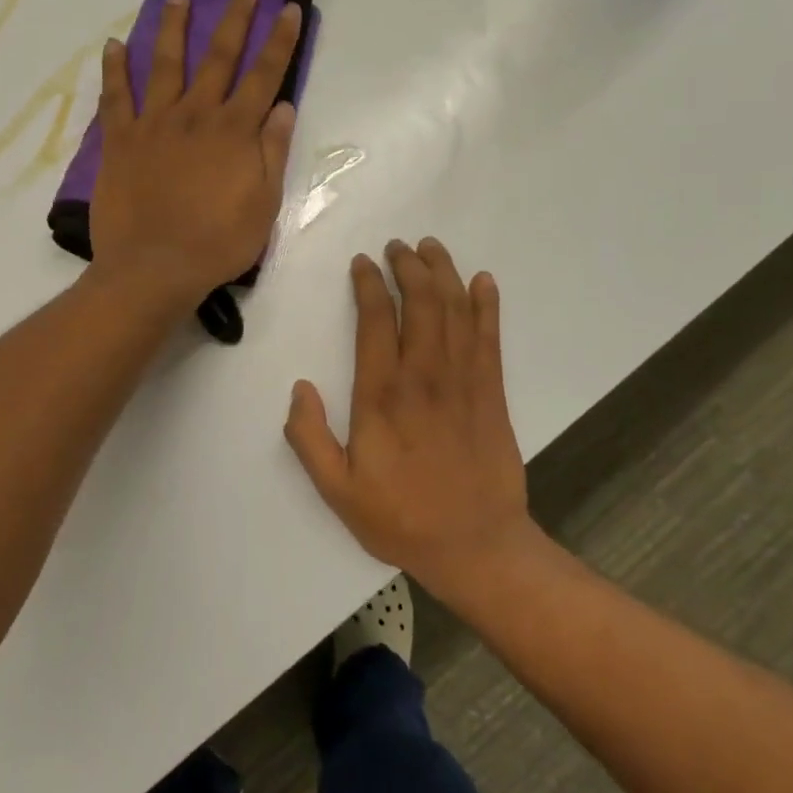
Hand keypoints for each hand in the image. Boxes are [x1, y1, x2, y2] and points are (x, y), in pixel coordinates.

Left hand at [90, 0, 301, 310]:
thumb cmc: (218, 243)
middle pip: (218, 58)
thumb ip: (272, 152)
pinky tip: (113, 45)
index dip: (280, 41)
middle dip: (234, 20)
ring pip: (164, 64)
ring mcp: (154, 124)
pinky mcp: (119, 141)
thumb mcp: (263, 204)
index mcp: (235, 132)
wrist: (155, 267)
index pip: (264, 76)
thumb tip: (284, 107)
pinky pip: (115, 97)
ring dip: (172, 28)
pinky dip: (114, 69)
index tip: (289, 8)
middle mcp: (196, 116)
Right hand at [285, 238, 536, 601]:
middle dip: (409, 267)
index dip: (369, 285)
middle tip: (398, 246)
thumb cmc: (400, 518)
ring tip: (431, 248)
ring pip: (455, 312)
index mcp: (382, 397)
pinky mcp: (492, 394)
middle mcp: (424, 378)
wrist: (475, 546)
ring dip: (444, 274)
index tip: (363, 263)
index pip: (376, 322)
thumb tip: (300, 388)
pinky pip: (490, 338)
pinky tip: (483, 282)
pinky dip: (486, 305)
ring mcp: (464, 382)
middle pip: (421, 304)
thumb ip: (309, 438)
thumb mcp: (336, 490)